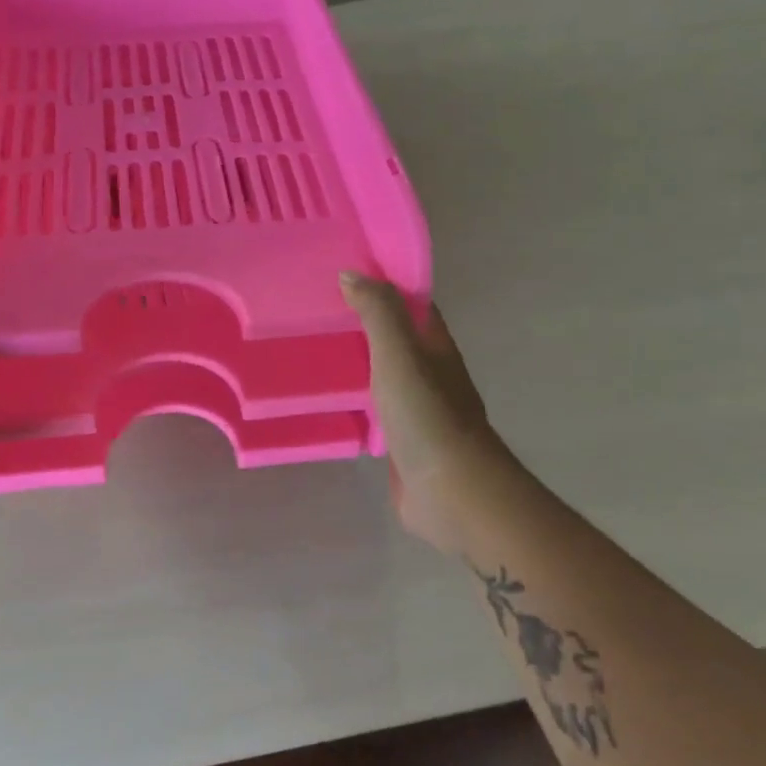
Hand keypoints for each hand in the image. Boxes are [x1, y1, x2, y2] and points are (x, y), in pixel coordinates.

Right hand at [341, 272, 499, 555]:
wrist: (452, 493)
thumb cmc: (427, 415)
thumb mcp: (400, 354)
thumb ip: (378, 313)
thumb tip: (351, 274)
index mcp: (436, 348)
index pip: (412, 305)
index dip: (385, 285)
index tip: (346, 272)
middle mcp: (430, 374)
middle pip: (397, 339)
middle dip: (364, 323)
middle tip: (317, 308)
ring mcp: (418, 410)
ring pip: (384, 375)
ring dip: (357, 361)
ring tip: (313, 347)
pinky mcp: (402, 442)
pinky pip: (375, 410)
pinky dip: (355, 399)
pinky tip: (327, 397)